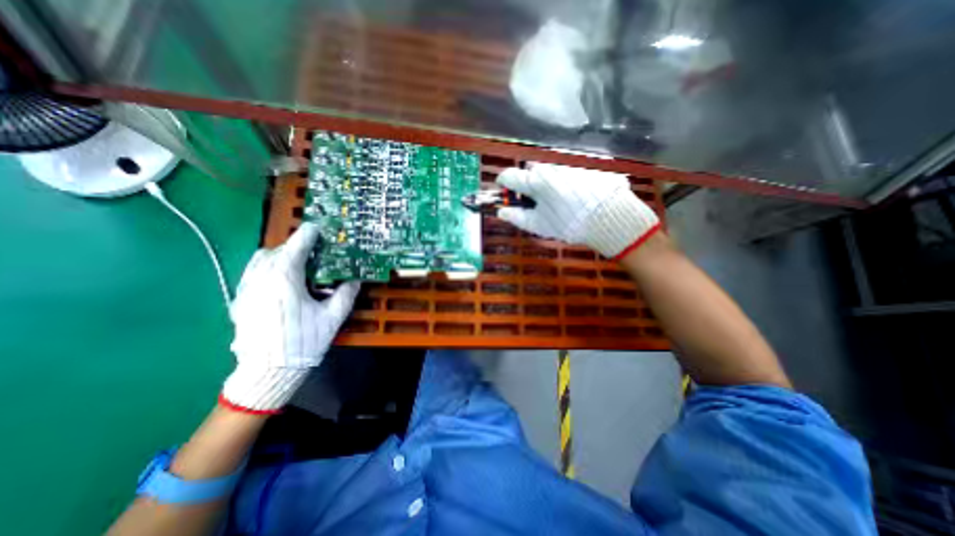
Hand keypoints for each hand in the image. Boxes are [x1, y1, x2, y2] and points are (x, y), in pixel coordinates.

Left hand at [223, 221, 359, 415]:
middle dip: (295, 247)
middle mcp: (261, 279)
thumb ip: (346, 294)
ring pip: (259, 261)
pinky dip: (266, 269)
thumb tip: (356, 279)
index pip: (296, 247)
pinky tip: (280, 283)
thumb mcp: (332, 317)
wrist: (267, 373)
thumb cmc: (303, 342)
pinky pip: (252, 274)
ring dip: (279, 256)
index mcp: (284, 279)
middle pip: (276, 251)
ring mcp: (246, 290)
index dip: (307, 235)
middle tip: (313, 253)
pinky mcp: (239, 301)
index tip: (317, 227)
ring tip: (297, 265)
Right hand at [497, 163, 661, 258]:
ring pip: (548, 172)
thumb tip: (501, 211)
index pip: (509, 175)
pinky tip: (573, 198)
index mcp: (534, 180)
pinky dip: (562, 183)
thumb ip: (517, 217)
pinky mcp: (583, 167)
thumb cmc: (568, 223)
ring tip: (557, 203)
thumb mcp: (539, 225)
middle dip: (528, 184)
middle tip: (535, 203)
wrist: (609, 216)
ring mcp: (567, 165)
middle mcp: (549, 167)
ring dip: (546, 184)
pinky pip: (565, 173)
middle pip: (529, 172)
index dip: (503, 184)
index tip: (504, 192)